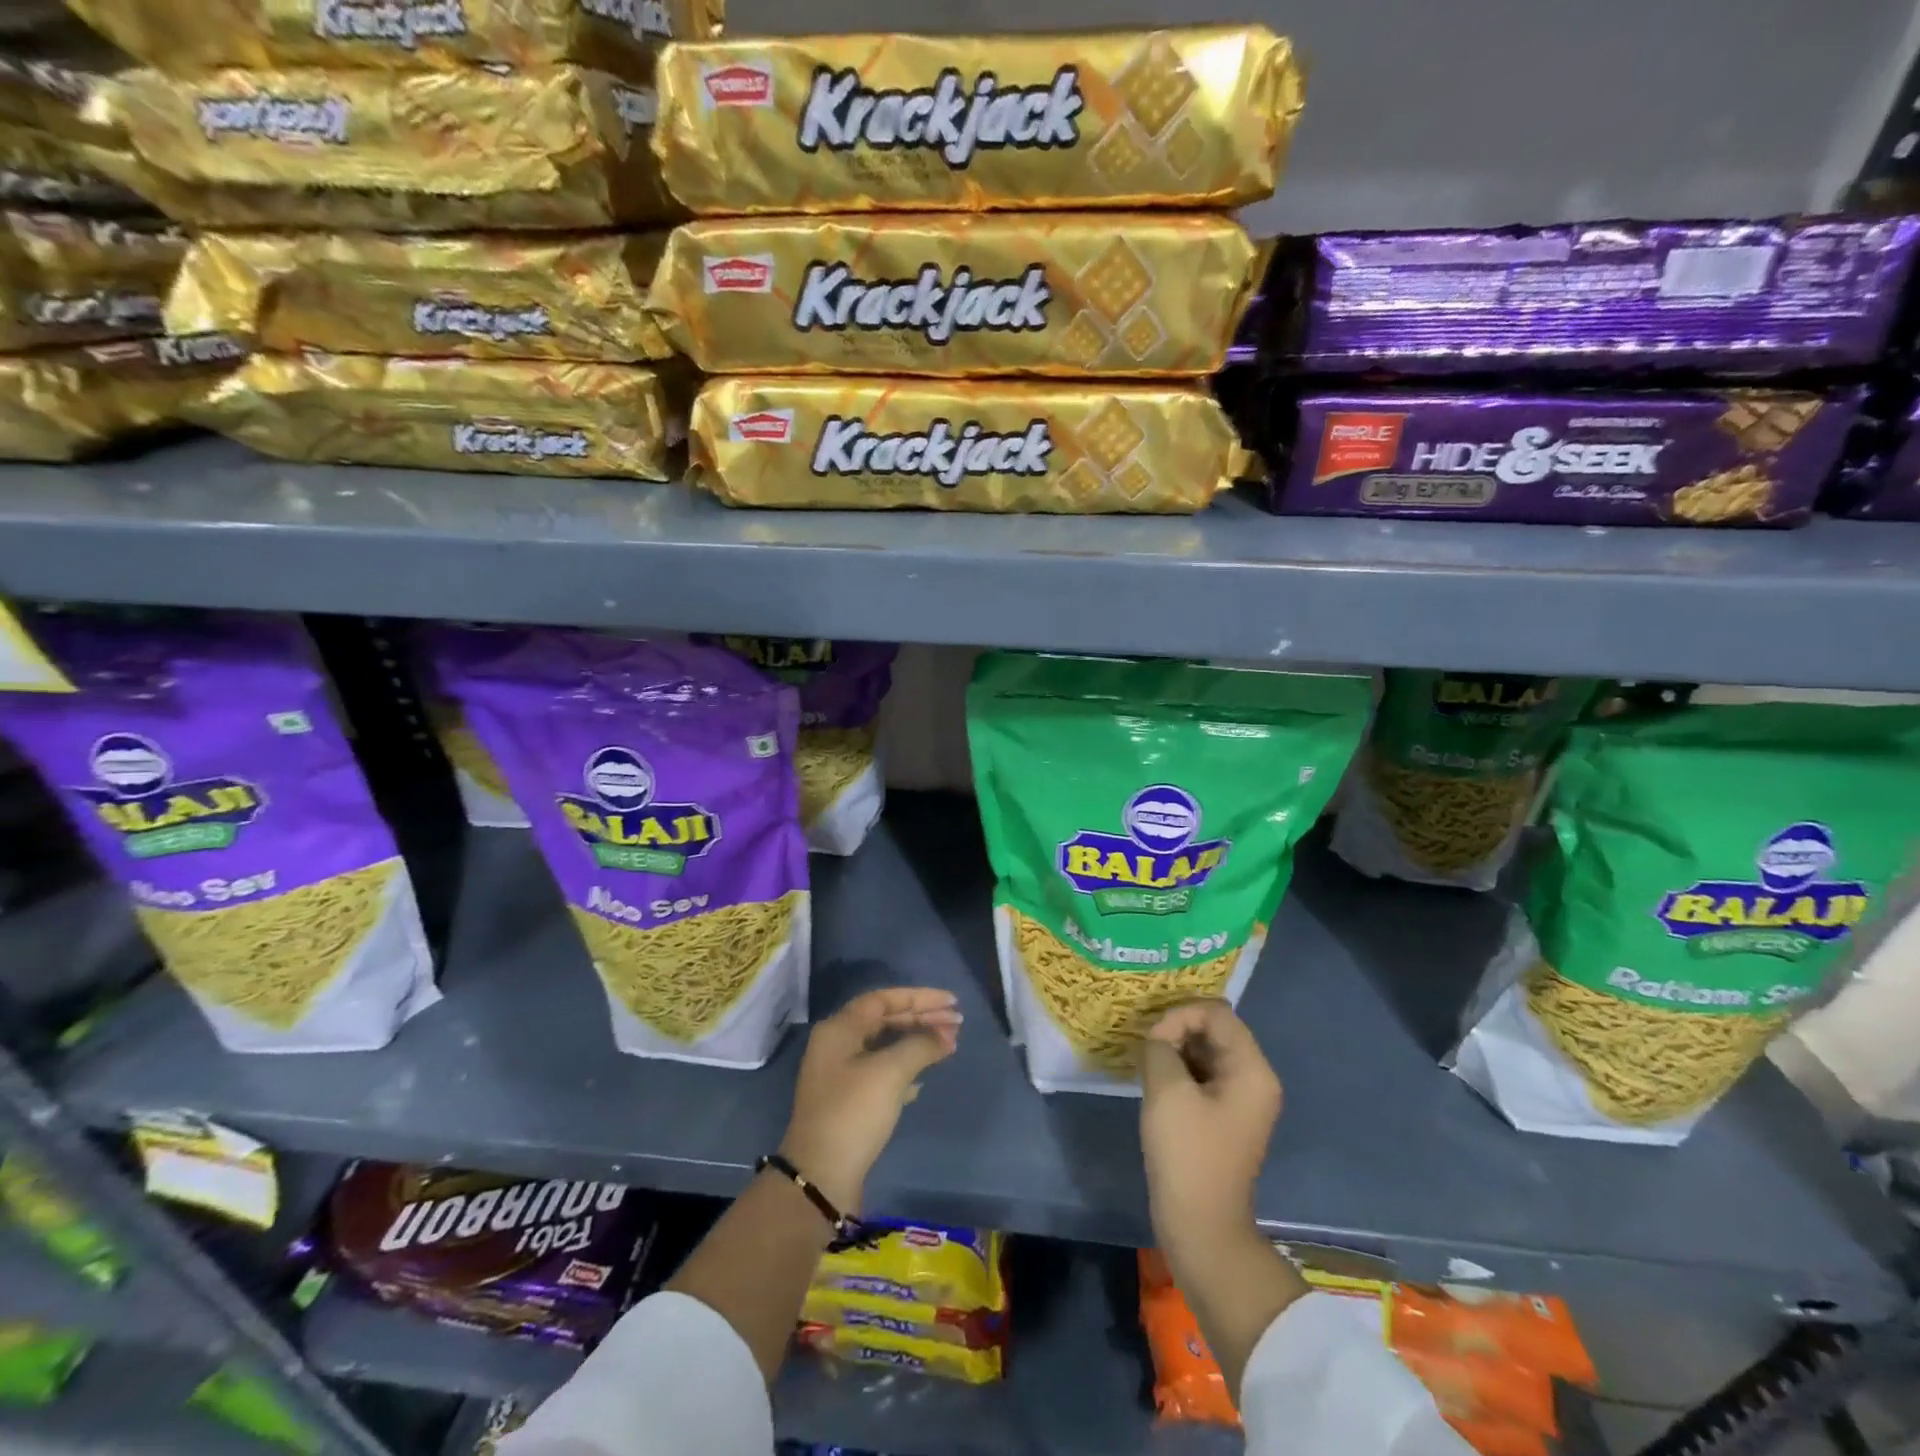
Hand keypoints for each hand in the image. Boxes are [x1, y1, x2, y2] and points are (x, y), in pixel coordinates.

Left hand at [778, 987, 961, 1213]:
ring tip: (948, 1044)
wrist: (820, 1177)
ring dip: (916, 1042)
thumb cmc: (853, 1113)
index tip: (952, 1002)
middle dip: (922, 1018)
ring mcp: (841, 1073)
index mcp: (840, 1028)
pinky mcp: (848, 1100)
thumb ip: (921, 1046)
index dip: (920, 998)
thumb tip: (947, 1035)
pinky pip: (882, 1069)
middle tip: (957, 1023)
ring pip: (885, 1045)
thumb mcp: (890, 1073)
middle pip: (885, 1019)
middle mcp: (837, 1044)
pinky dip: (905, 1066)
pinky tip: (924, 1077)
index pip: (884, 999)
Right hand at [1138, 999, 1281, 1253]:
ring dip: (1174, 1050)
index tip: (1152, 1041)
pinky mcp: (1223, 1116)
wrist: (1201, 1227)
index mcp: (1251, 1069)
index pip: (1215, 1013)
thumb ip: (1159, 1048)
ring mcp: (1240, 1099)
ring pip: (1205, 1051)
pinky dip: (1178, 1070)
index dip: (1179, 1015)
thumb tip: (1157, 1041)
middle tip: (1145, 1051)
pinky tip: (1155, 1084)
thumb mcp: (1167, 1091)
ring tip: (1147, 1065)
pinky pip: (1202, 1075)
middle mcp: (1254, 1078)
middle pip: (1213, 1029)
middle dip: (1176, 1030)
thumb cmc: (1188, 1155)